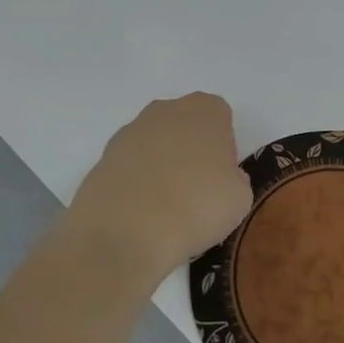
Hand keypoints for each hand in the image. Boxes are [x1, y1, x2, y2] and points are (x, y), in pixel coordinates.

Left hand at [67, 94, 252, 285]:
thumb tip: (219, 180)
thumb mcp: (240, 198)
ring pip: (155, 144)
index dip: (224, 148)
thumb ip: (234, 178)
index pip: (221, 118)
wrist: (126, 232)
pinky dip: (136, 184)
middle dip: (191, 151)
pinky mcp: (103, 157)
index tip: (221, 178)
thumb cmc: (196, 206)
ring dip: (161, 167)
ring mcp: (130, 131)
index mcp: (205, 110)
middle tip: (196, 192)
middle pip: (185, 126)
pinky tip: (140, 214)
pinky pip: (130, 166)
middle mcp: (166, 110)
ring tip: (165, 209)